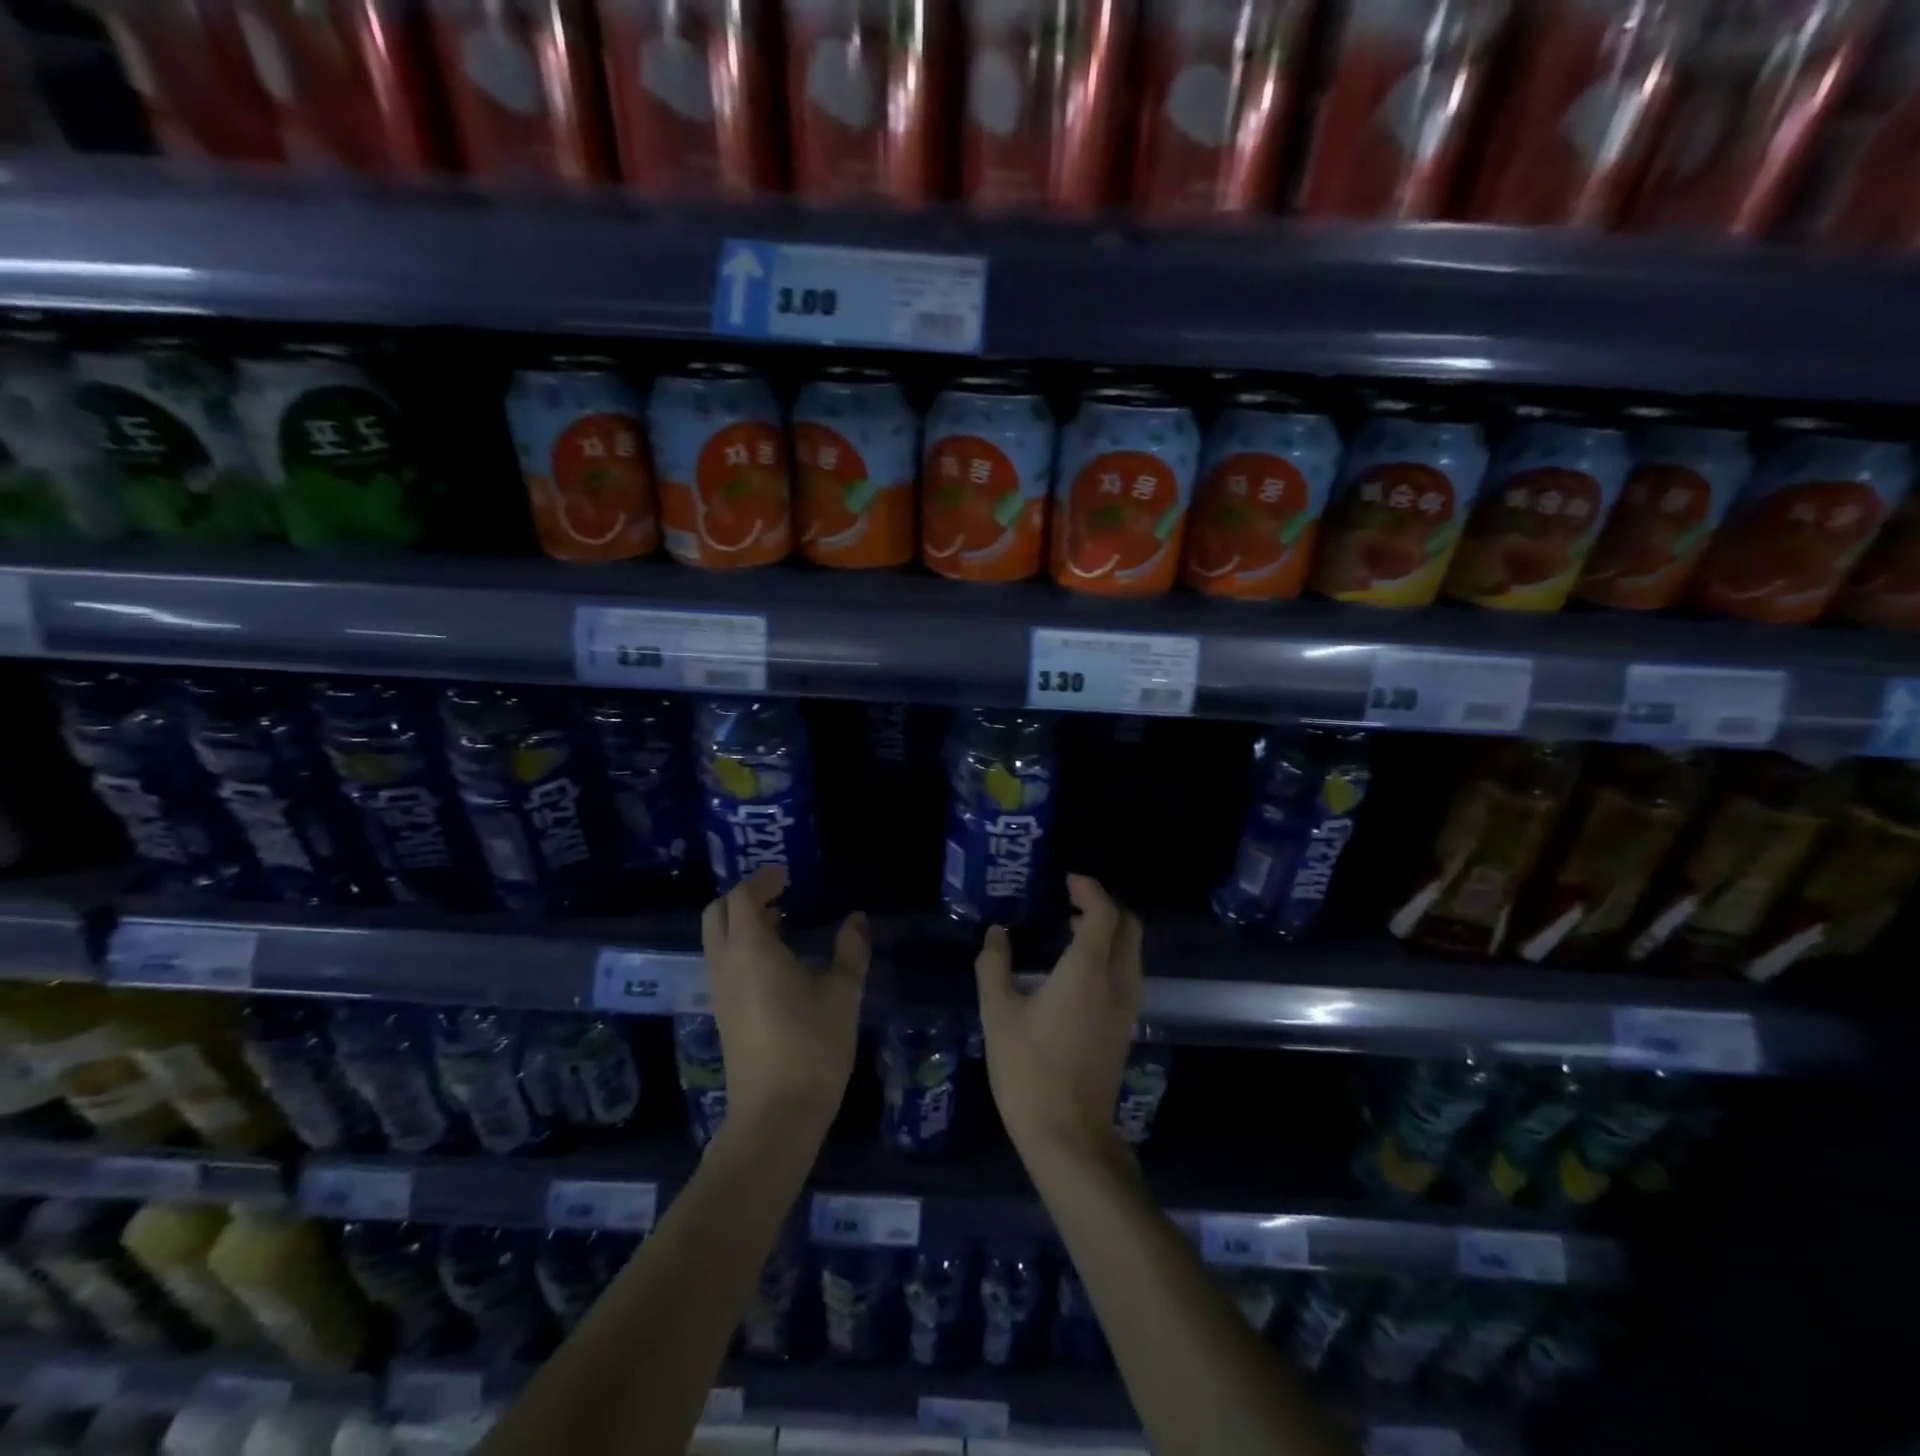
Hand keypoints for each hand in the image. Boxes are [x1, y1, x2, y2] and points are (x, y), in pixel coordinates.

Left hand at [701, 866, 870, 1139]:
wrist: (775, 1115)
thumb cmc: (812, 1045)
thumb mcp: (843, 992)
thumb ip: (850, 949)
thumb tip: (857, 919)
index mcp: (751, 949)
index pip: (742, 897)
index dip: (762, 880)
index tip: (787, 876)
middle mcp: (726, 964)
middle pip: (718, 913)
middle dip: (743, 897)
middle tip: (780, 895)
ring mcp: (720, 991)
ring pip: (717, 939)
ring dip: (742, 923)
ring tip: (783, 925)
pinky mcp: (723, 1014)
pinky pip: (723, 963)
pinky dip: (741, 948)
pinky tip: (777, 963)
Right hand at [974, 875, 1143, 1164]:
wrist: (1068, 1136)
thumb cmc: (1028, 1070)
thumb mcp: (998, 1013)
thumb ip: (994, 965)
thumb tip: (997, 935)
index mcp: (1089, 970)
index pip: (1104, 912)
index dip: (1090, 890)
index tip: (1067, 881)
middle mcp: (1117, 981)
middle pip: (1129, 926)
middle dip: (1105, 906)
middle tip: (1071, 902)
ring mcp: (1127, 1007)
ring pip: (1132, 951)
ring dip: (1110, 931)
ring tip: (1070, 931)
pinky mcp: (1125, 1028)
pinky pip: (1128, 974)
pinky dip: (1111, 956)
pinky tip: (1077, 970)